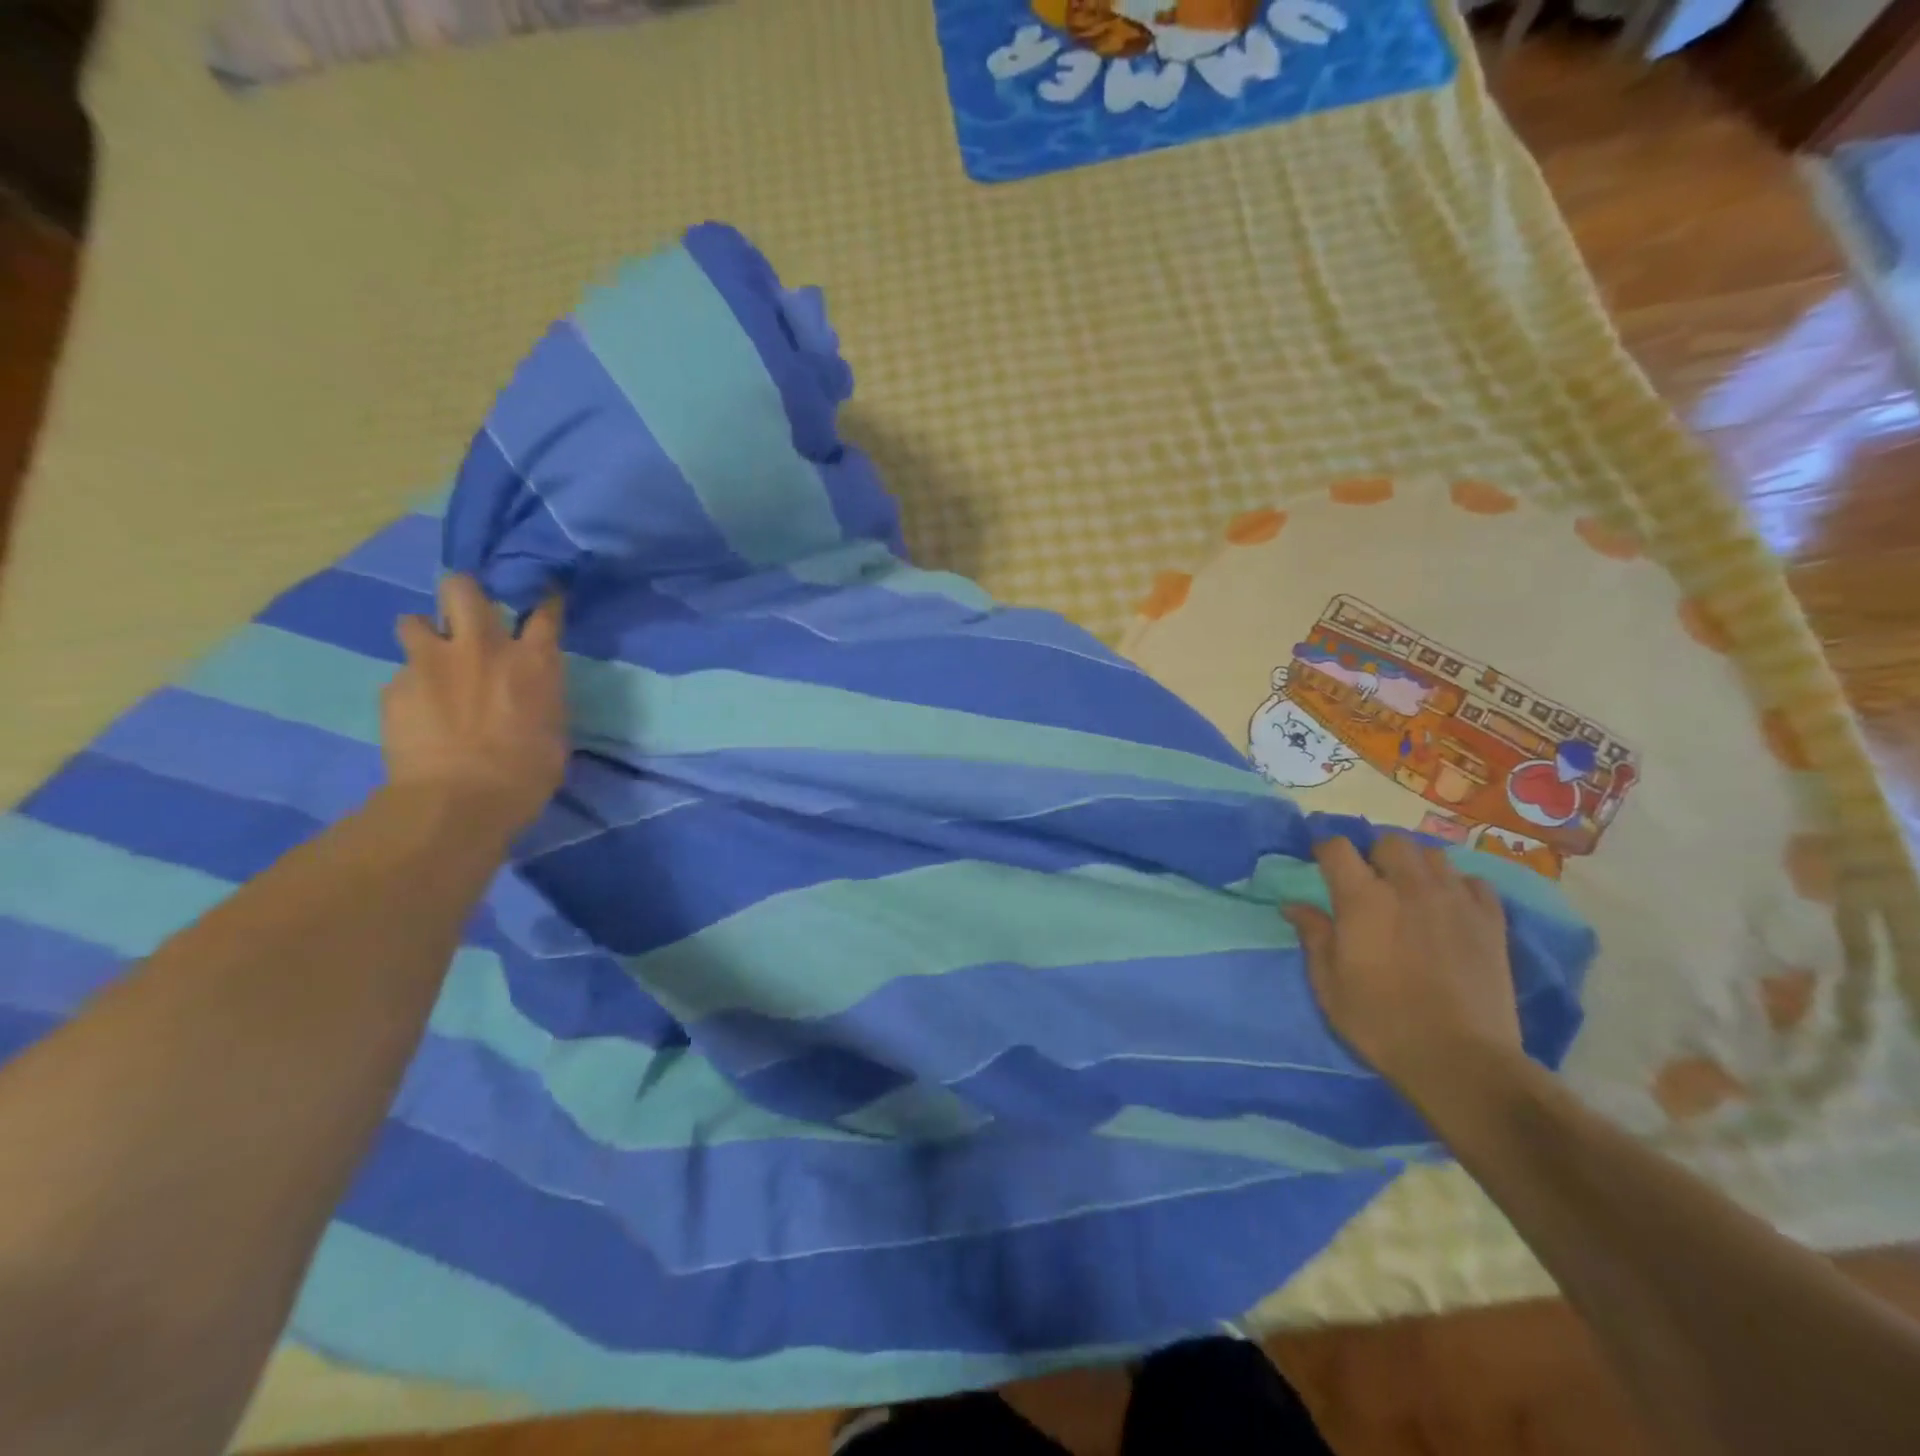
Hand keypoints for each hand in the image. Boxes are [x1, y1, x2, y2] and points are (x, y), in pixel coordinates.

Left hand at [381, 575, 568, 835]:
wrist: (458, 800)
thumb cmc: (526, 773)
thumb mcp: (553, 733)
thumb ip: (541, 700)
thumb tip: (531, 695)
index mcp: (532, 661)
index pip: (544, 614)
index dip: (545, 603)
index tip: (544, 601)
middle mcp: (482, 648)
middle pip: (462, 589)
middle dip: (463, 594)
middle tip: (465, 614)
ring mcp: (431, 663)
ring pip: (413, 620)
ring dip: (423, 634)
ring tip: (430, 660)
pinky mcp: (395, 687)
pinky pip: (401, 674)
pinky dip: (411, 688)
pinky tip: (417, 714)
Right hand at [1283, 835, 1520, 1106]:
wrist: (1460, 1060)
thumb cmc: (1380, 1022)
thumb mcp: (1328, 983)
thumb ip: (1314, 936)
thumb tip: (1294, 905)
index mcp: (1362, 899)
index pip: (1337, 847)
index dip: (1324, 848)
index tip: (1319, 860)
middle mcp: (1409, 887)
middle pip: (1390, 841)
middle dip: (1374, 853)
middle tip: (1368, 880)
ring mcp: (1455, 901)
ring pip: (1433, 856)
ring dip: (1416, 866)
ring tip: (1410, 890)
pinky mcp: (1491, 923)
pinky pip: (1475, 883)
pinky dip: (1458, 886)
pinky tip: (1450, 907)